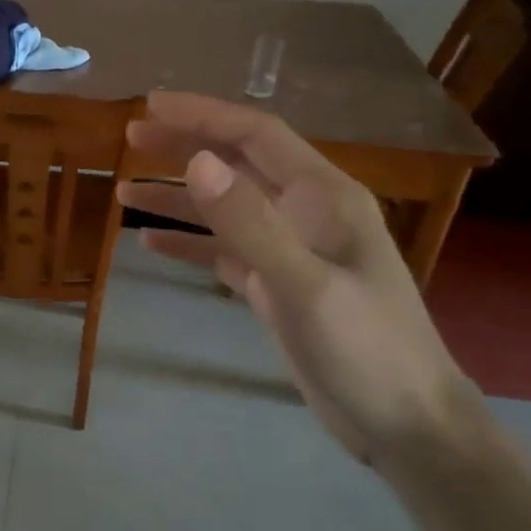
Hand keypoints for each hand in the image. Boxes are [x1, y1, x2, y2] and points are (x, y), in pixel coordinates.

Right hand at [117, 91, 478, 467]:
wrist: (407, 426)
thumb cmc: (366, 350)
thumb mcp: (305, 285)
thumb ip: (249, 223)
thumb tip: (195, 162)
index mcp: (323, 196)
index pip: (256, 135)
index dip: (204, 114)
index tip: (151, 104)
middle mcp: (305, 213)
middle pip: (237, 164)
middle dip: (184, 147)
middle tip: (131, 137)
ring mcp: (291, 251)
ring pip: (225, 210)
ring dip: (177, 198)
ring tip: (124, 192)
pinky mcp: (277, 287)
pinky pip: (224, 252)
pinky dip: (189, 245)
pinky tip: (151, 245)